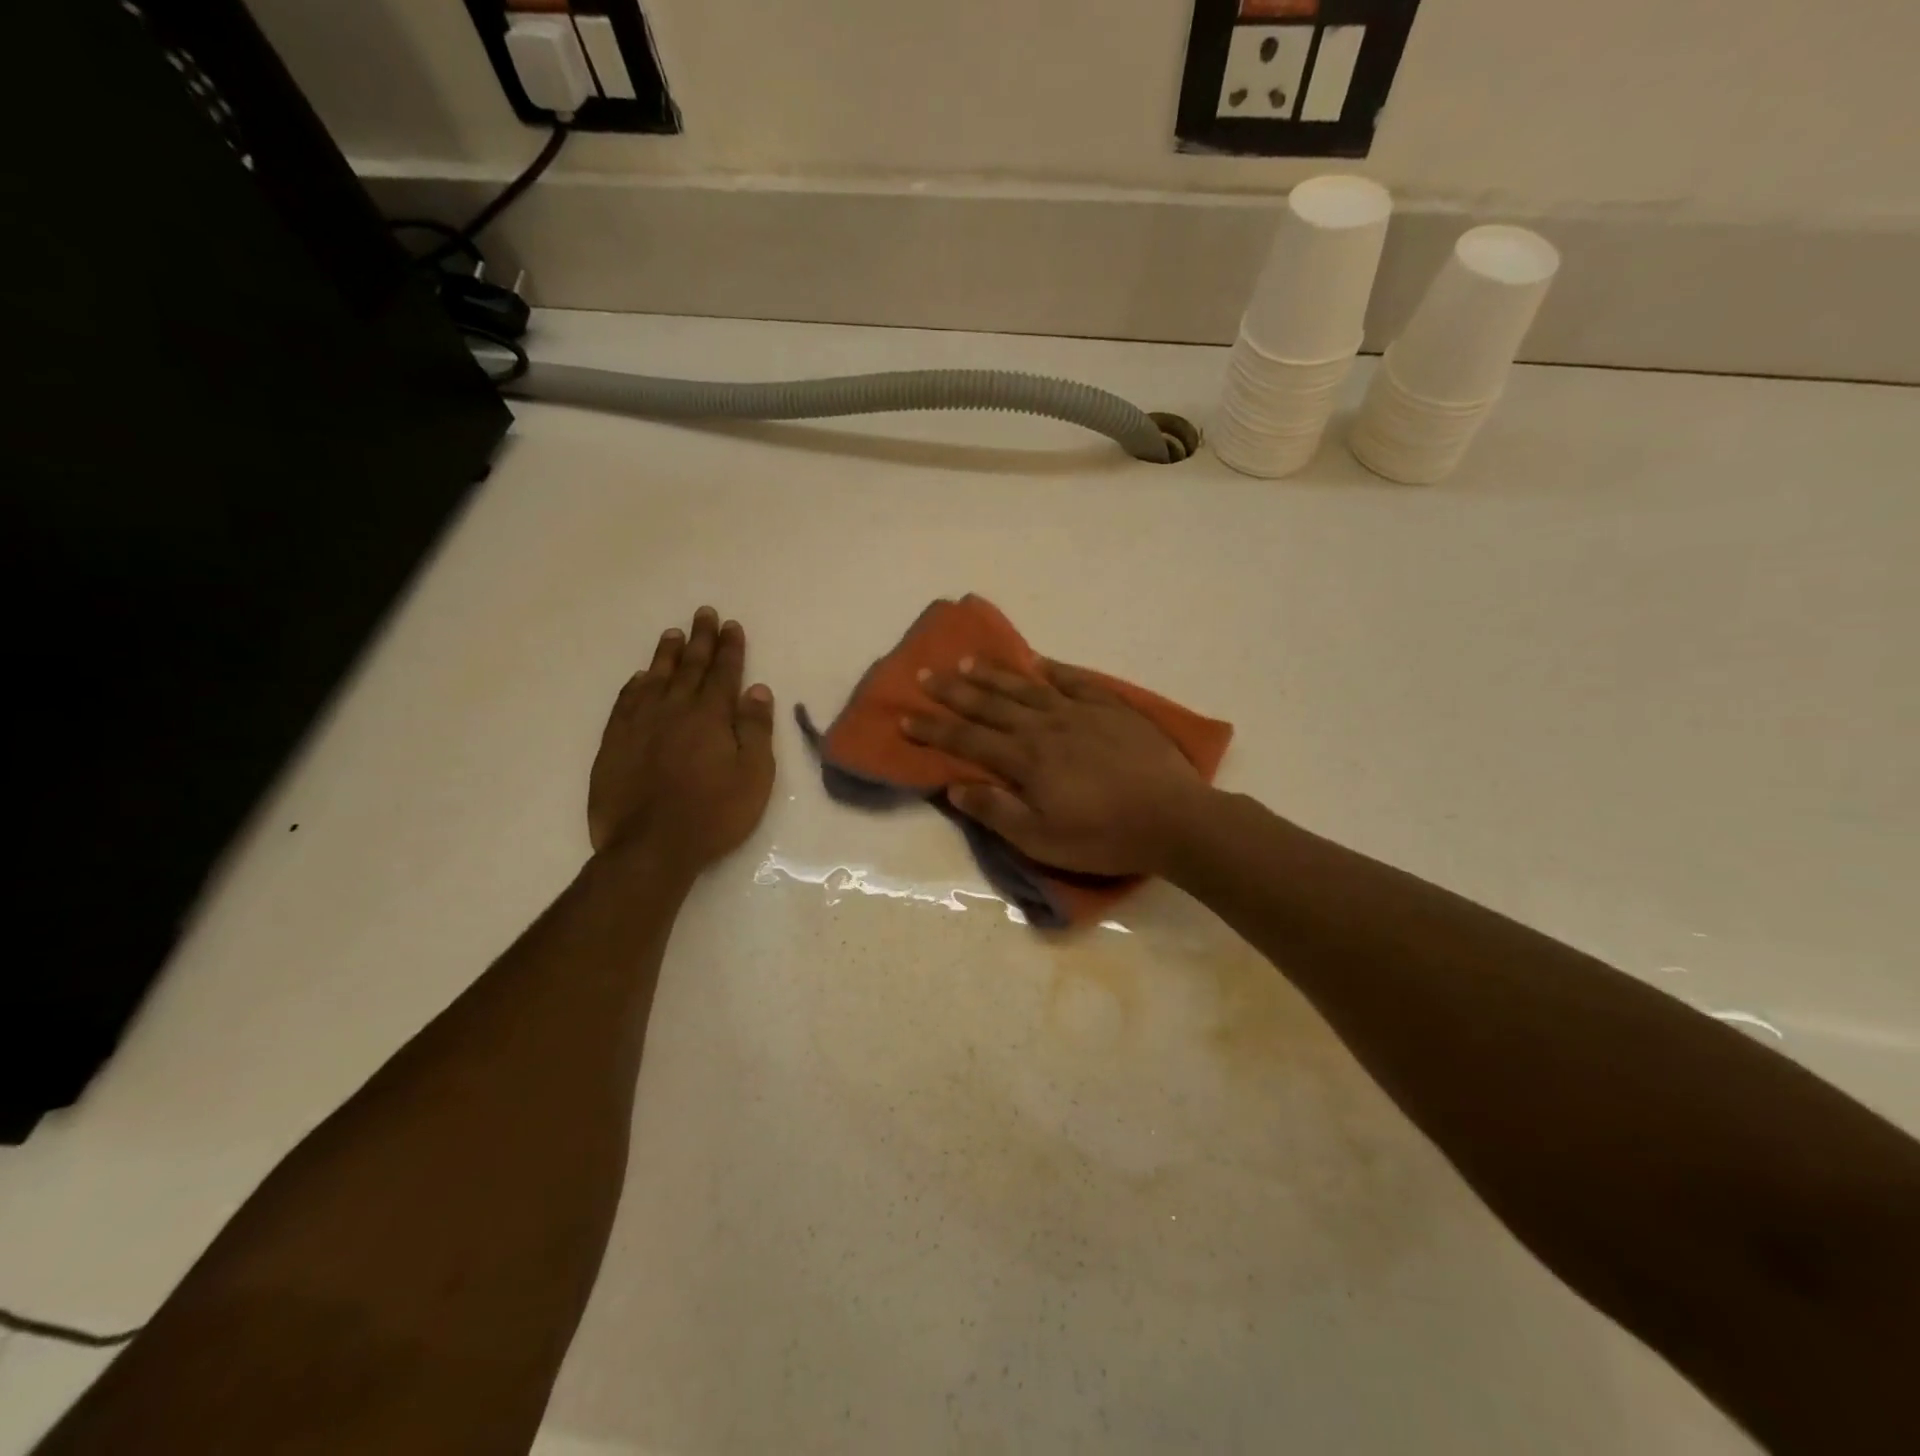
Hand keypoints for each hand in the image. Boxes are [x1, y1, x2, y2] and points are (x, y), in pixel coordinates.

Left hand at [588, 607, 775, 868]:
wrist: (651, 846)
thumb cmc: (714, 813)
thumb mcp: (753, 775)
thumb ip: (755, 729)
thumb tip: (757, 690)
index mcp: (710, 716)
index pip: (724, 673)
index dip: (730, 648)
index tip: (731, 625)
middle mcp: (674, 710)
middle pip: (690, 667)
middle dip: (700, 639)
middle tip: (704, 614)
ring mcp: (640, 725)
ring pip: (655, 679)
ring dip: (666, 655)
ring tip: (673, 635)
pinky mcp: (615, 743)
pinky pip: (625, 702)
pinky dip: (635, 686)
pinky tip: (639, 678)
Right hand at [903, 659, 1209, 875]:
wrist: (1173, 818)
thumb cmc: (1103, 836)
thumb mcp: (1041, 839)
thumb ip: (996, 811)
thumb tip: (955, 786)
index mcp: (1025, 759)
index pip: (967, 739)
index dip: (933, 729)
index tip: (904, 716)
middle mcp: (1045, 726)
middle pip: (990, 704)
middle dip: (954, 691)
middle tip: (926, 674)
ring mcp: (1080, 713)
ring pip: (1027, 687)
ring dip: (994, 675)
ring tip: (968, 661)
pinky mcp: (1112, 709)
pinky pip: (1076, 681)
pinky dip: (1054, 670)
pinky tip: (1039, 663)